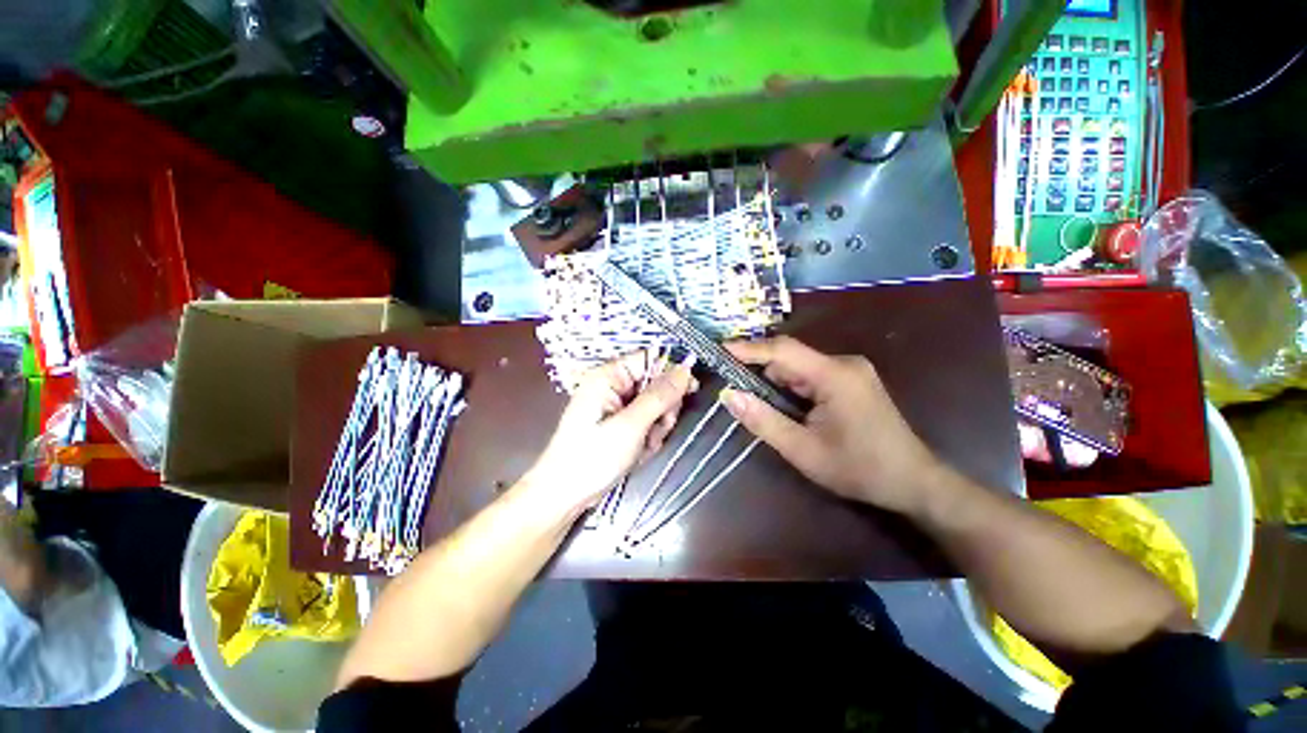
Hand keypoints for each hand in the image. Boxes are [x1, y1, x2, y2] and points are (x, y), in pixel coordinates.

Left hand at [527, 352, 694, 513]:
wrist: (564, 496)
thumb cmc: (592, 458)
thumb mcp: (630, 425)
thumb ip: (659, 396)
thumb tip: (685, 369)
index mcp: (608, 376)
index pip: (649, 359)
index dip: (671, 372)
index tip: (691, 390)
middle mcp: (612, 386)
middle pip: (655, 384)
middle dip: (662, 408)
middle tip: (657, 429)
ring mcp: (616, 406)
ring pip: (654, 406)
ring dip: (656, 426)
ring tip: (644, 446)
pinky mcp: (619, 424)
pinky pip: (646, 422)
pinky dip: (648, 437)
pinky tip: (639, 452)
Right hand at [721, 337, 942, 515]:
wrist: (913, 482)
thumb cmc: (859, 469)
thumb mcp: (802, 450)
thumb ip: (763, 420)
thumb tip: (728, 395)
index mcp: (834, 375)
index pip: (783, 350)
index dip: (748, 349)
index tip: (719, 351)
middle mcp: (843, 364)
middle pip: (790, 358)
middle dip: (759, 371)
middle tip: (731, 385)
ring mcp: (850, 371)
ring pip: (799, 368)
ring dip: (775, 382)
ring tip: (754, 401)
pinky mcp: (851, 381)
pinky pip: (811, 376)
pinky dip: (791, 388)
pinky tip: (783, 406)